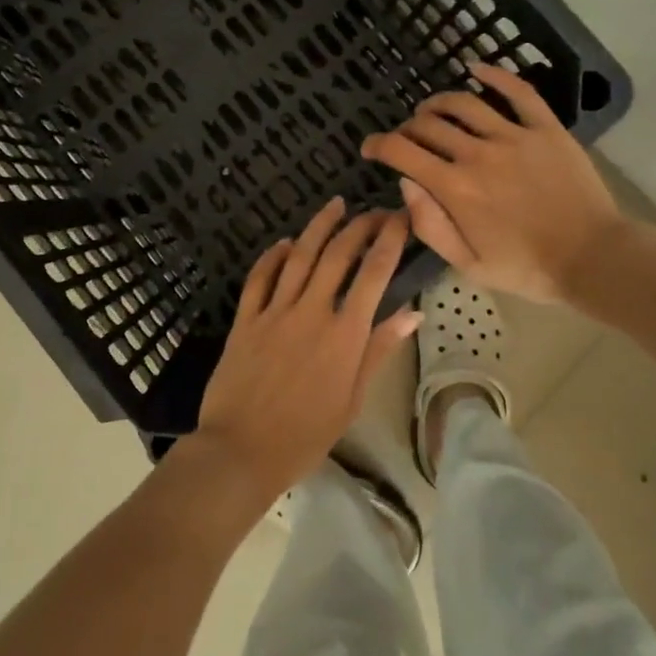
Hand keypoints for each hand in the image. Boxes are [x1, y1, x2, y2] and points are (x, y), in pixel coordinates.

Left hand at [195, 200, 420, 507]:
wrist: (242, 450)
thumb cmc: (305, 435)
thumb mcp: (353, 399)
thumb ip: (379, 350)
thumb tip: (413, 313)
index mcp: (345, 334)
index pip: (374, 273)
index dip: (390, 239)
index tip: (400, 218)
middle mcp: (311, 311)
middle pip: (339, 254)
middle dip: (360, 225)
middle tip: (374, 211)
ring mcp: (275, 311)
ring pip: (300, 255)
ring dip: (319, 226)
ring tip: (334, 205)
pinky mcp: (245, 318)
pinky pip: (260, 277)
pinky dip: (274, 255)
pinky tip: (285, 243)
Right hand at [361, 61, 628, 306]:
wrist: (593, 259)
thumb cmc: (527, 269)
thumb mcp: (467, 264)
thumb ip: (430, 225)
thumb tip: (405, 184)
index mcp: (455, 188)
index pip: (402, 152)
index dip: (377, 145)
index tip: (369, 147)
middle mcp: (478, 154)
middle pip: (429, 125)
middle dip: (407, 129)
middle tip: (406, 139)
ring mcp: (514, 137)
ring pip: (464, 104)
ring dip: (439, 103)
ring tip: (431, 110)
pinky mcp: (546, 129)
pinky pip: (518, 92)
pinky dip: (494, 75)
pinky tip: (476, 68)